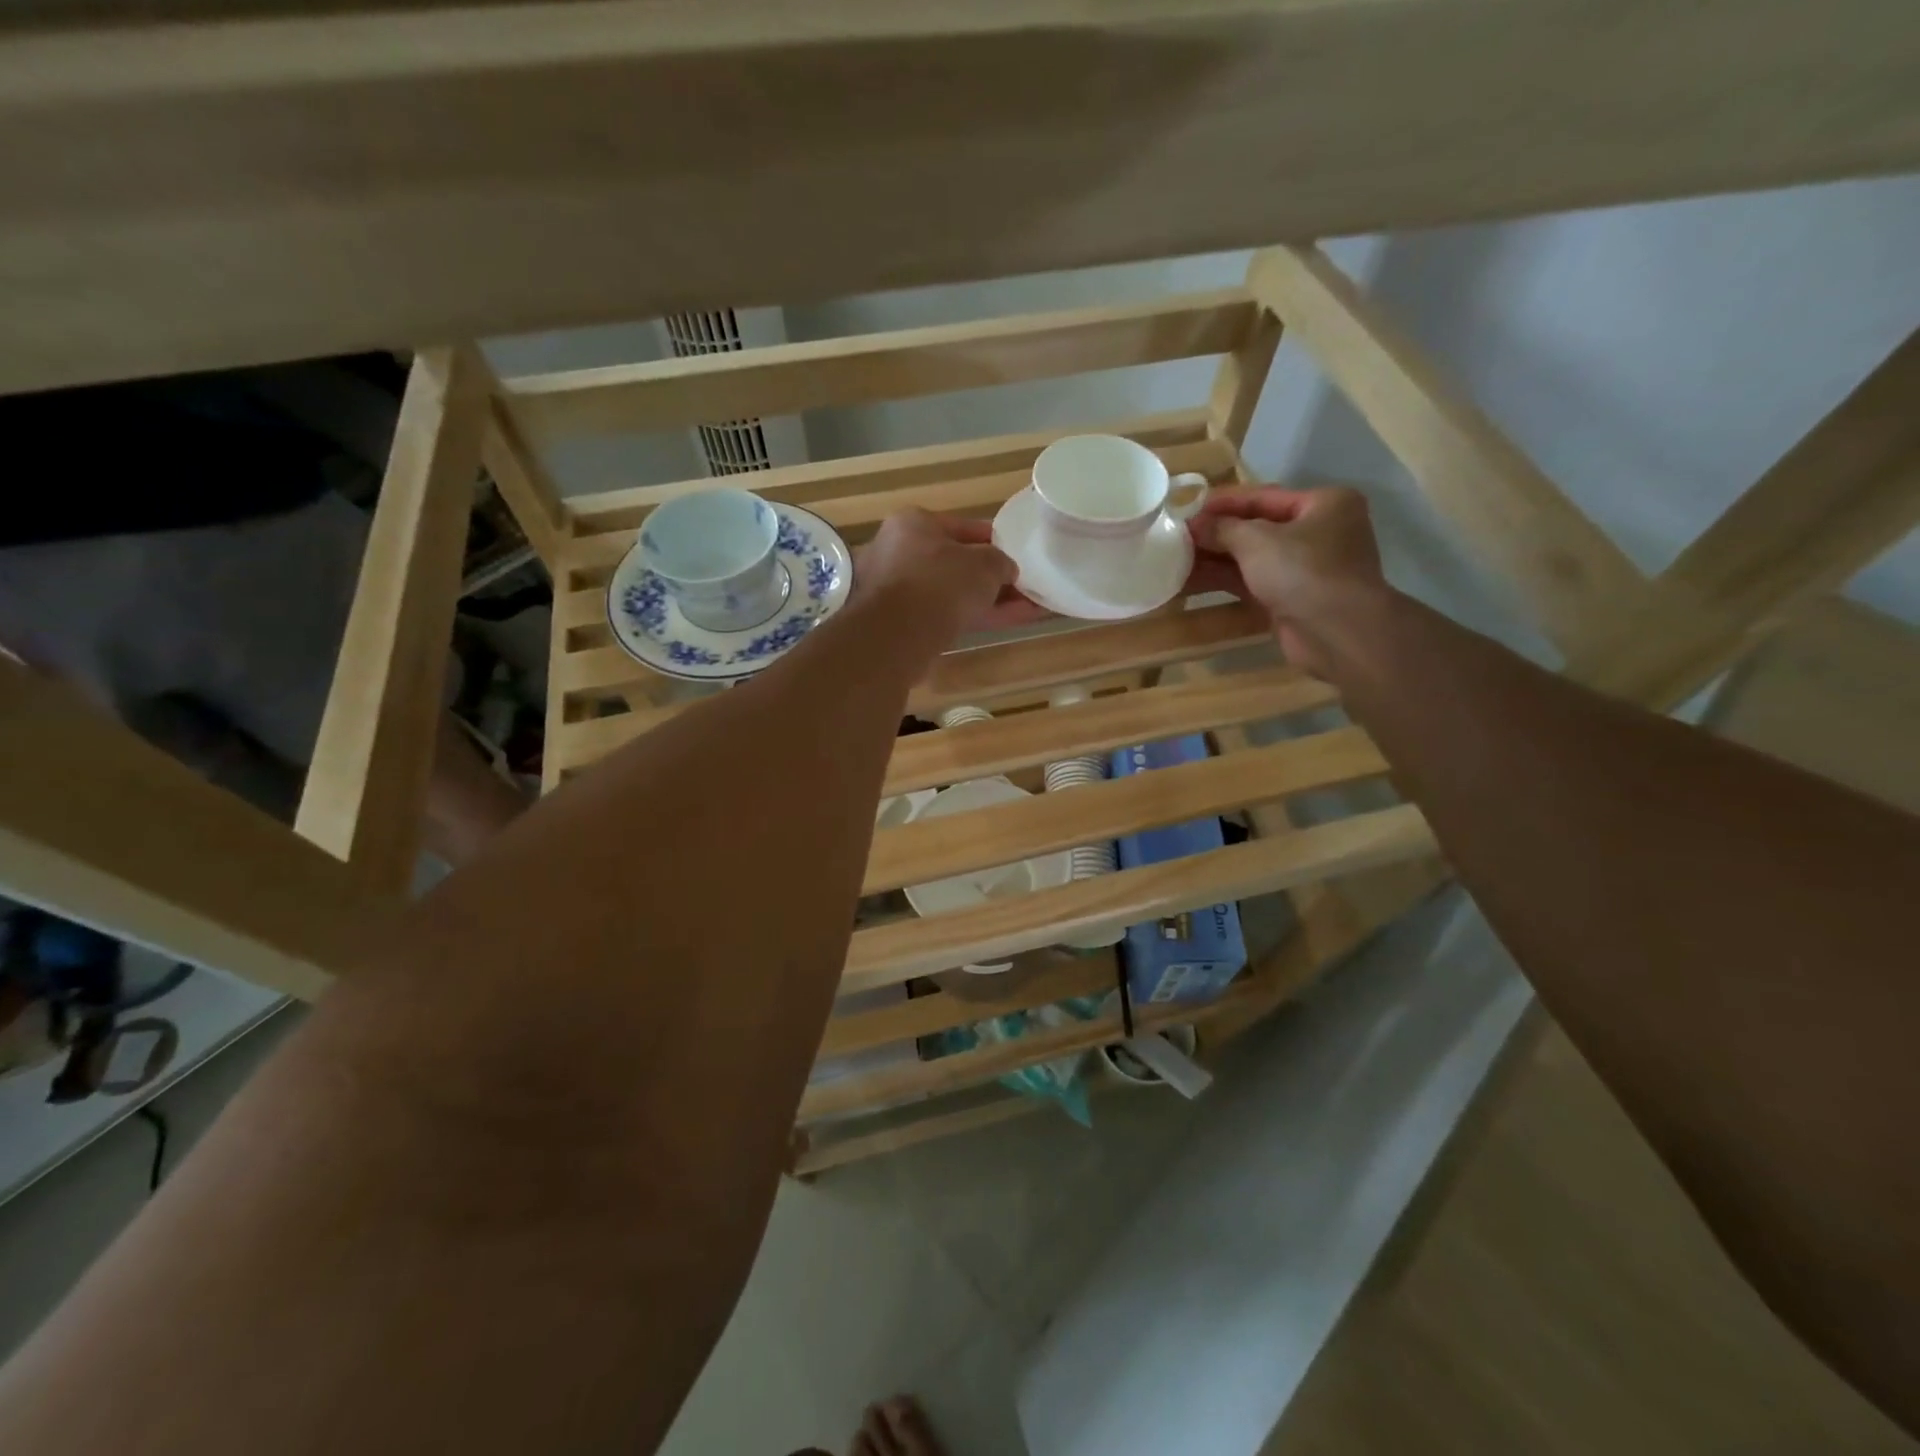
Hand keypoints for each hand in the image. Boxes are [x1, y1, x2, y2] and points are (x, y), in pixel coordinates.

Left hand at [858, 510, 1047, 648]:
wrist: (900, 635)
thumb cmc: (942, 582)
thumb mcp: (985, 564)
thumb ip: (1001, 562)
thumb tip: (1005, 571)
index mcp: (913, 524)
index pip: (962, 527)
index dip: (995, 541)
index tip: (1017, 553)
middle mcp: (899, 553)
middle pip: (956, 563)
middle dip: (993, 576)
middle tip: (1024, 585)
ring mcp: (898, 591)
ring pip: (954, 592)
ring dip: (990, 600)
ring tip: (1030, 608)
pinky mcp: (904, 623)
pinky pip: (948, 614)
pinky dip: (977, 616)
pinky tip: (1011, 622)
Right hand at [1188, 485, 1388, 677]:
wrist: (1337, 632)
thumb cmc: (1303, 571)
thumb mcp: (1257, 540)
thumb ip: (1222, 529)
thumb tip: (1193, 524)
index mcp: (1323, 504)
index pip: (1264, 496)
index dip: (1222, 502)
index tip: (1186, 506)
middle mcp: (1318, 532)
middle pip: (1256, 528)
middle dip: (1215, 533)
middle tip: (1176, 536)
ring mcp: (1305, 568)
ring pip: (1251, 558)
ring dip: (1214, 559)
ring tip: (1174, 560)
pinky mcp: (1290, 599)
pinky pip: (1251, 582)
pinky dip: (1224, 581)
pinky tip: (1190, 582)